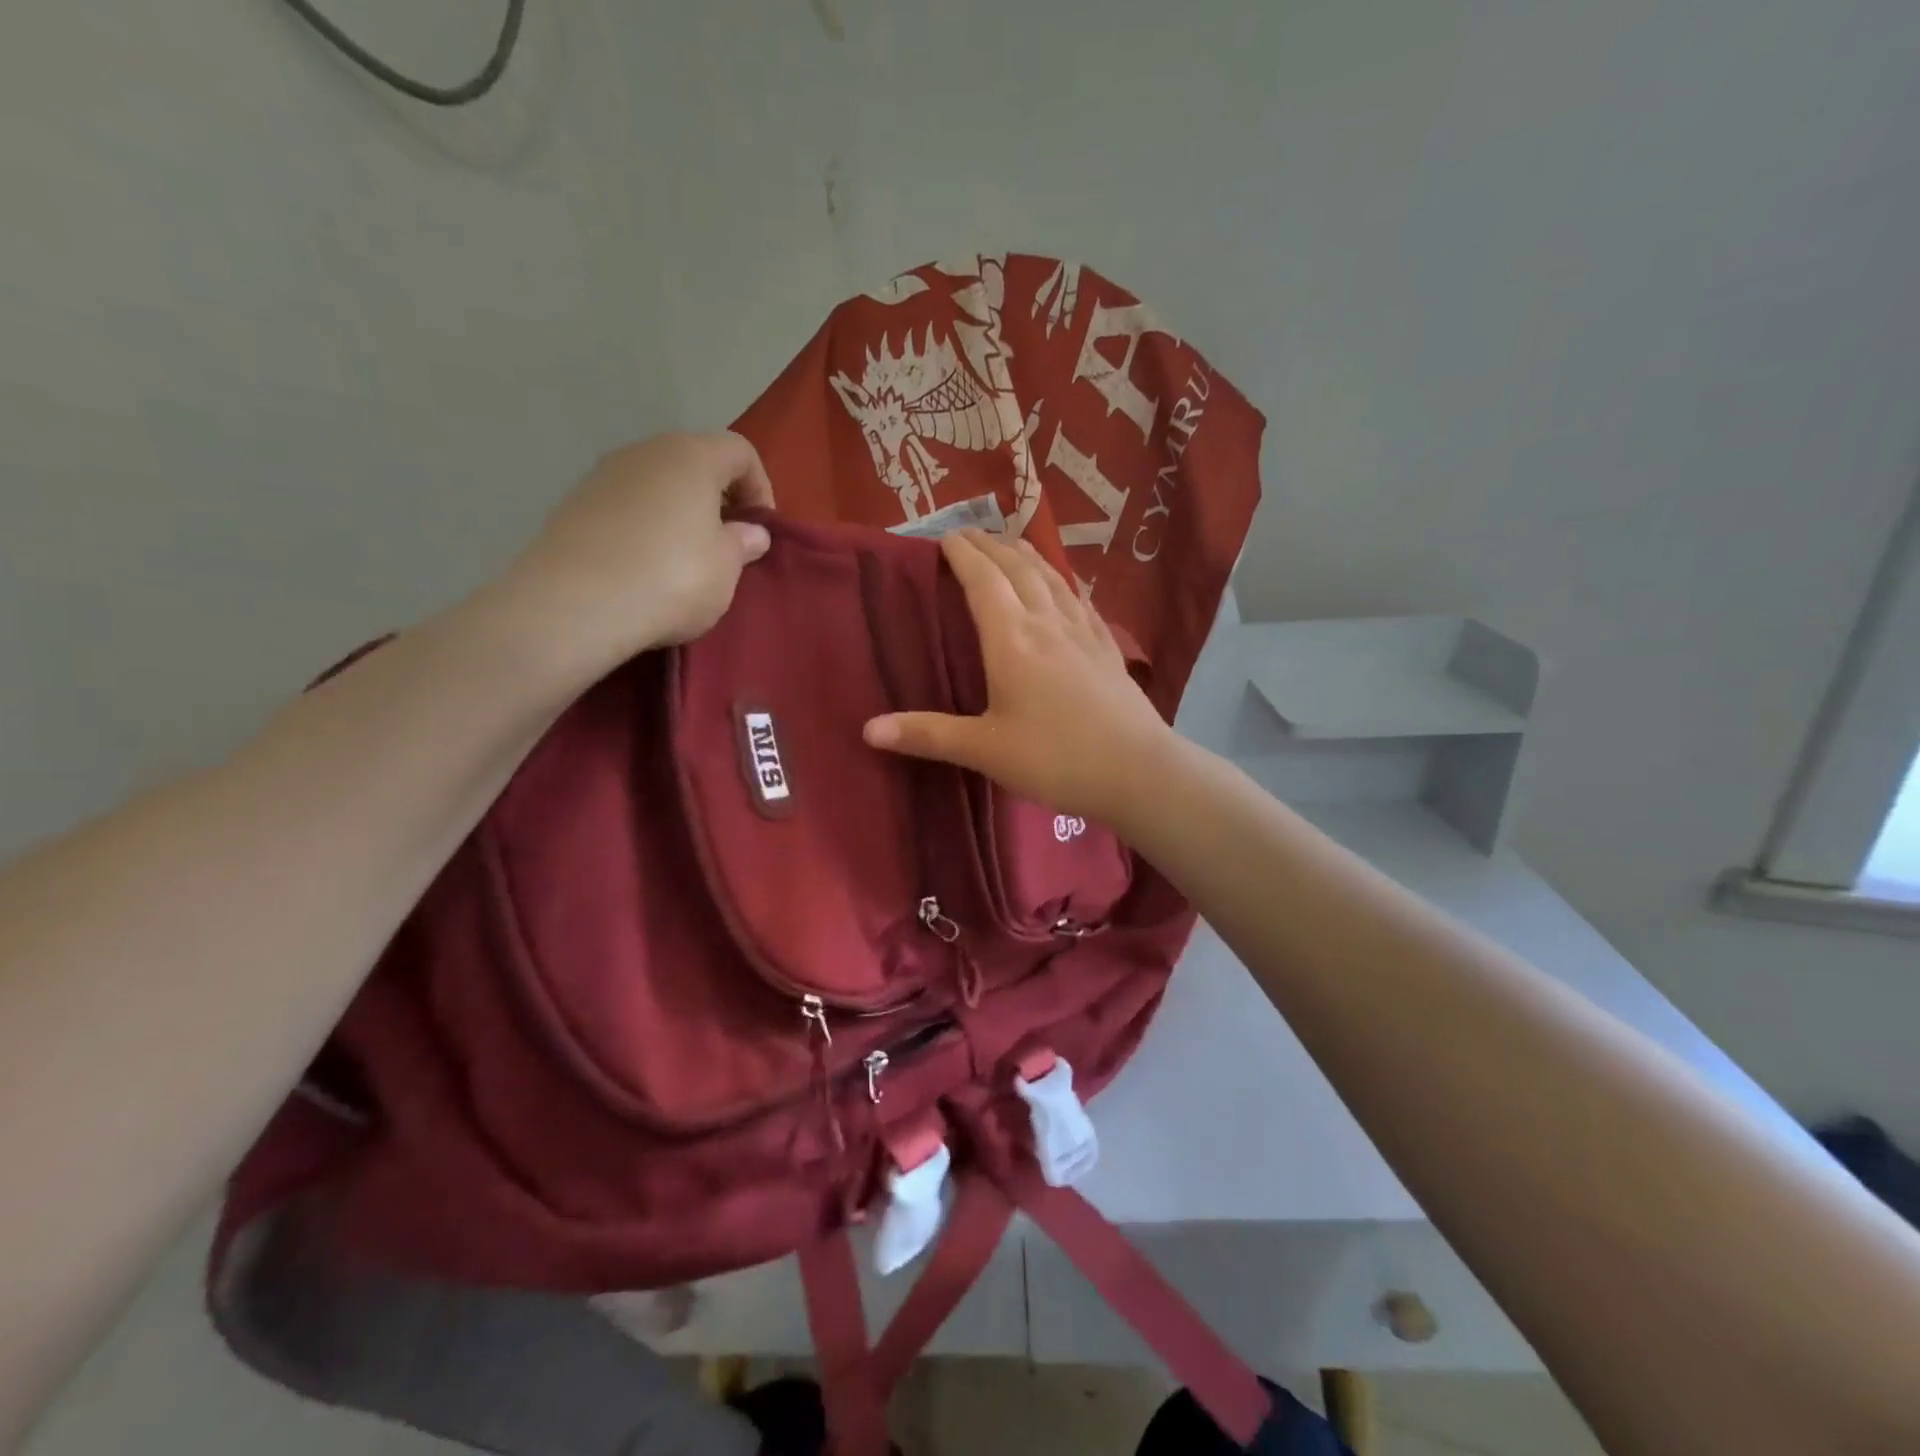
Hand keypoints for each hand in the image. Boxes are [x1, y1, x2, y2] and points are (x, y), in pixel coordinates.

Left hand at [499, 432, 773, 673]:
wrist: (575, 605)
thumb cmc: (672, 579)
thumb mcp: (726, 568)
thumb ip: (743, 543)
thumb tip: (751, 532)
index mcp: (692, 456)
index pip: (740, 451)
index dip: (760, 487)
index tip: (761, 529)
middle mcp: (645, 451)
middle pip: (695, 461)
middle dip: (718, 498)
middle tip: (727, 542)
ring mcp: (603, 475)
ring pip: (657, 483)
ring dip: (679, 512)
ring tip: (686, 558)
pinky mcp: (574, 504)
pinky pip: (626, 506)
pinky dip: (644, 526)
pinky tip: (645, 566)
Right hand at [862, 531, 1174, 821]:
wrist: (1137, 771)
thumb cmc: (1055, 758)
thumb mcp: (984, 749)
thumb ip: (927, 735)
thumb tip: (868, 729)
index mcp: (1012, 639)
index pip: (983, 580)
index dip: (963, 553)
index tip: (945, 535)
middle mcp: (1048, 623)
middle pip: (1018, 569)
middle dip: (991, 546)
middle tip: (970, 533)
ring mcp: (1084, 632)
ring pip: (1052, 578)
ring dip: (1028, 556)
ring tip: (1013, 544)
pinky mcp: (1108, 648)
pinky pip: (1081, 600)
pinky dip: (1064, 582)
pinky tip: (1066, 587)